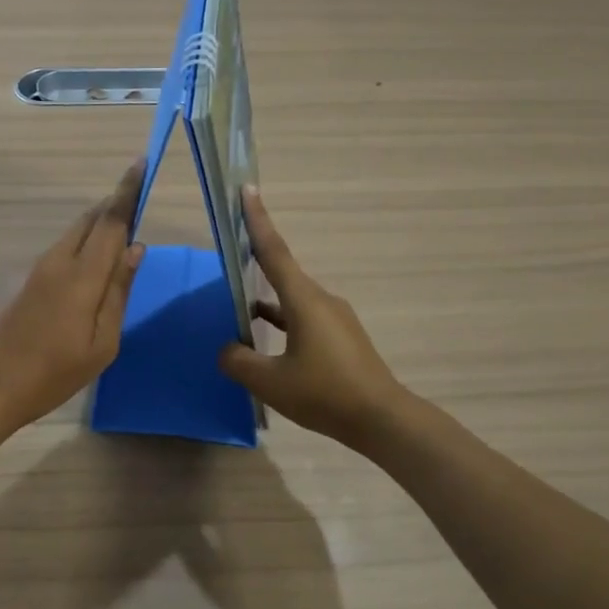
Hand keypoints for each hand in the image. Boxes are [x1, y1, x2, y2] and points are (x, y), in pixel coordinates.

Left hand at [0, 161, 146, 430]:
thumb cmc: (52, 373)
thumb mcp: (102, 344)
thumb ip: (119, 292)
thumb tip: (136, 248)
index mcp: (82, 276)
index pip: (111, 221)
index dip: (128, 191)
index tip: (142, 163)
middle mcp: (59, 261)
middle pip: (91, 219)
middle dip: (115, 204)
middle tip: (139, 200)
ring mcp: (39, 268)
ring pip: (75, 231)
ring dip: (100, 223)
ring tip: (123, 229)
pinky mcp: (28, 279)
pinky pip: (64, 247)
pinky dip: (85, 241)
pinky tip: (95, 260)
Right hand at [218, 187, 407, 448]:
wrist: (381, 418)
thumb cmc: (324, 393)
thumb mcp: (270, 382)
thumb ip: (239, 361)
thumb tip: (227, 349)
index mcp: (303, 301)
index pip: (274, 251)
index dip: (258, 220)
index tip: (248, 190)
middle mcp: (321, 300)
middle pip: (282, 273)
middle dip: (256, 261)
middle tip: (232, 254)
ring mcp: (334, 318)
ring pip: (292, 300)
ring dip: (267, 302)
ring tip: (240, 312)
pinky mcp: (341, 337)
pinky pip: (303, 318)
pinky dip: (283, 321)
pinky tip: (269, 342)